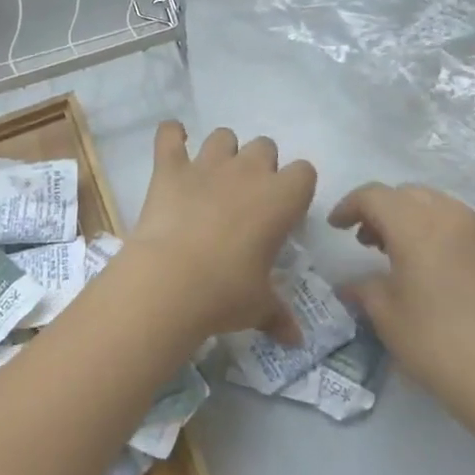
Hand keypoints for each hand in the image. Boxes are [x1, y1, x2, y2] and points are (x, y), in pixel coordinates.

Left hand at [123, 122, 316, 342]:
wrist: (170, 281)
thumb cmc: (226, 293)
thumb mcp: (259, 306)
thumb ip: (278, 315)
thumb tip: (295, 340)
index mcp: (281, 199)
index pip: (304, 172)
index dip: (294, 188)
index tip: (283, 211)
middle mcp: (248, 171)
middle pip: (265, 147)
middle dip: (259, 166)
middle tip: (246, 198)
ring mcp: (207, 165)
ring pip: (223, 136)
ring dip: (222, 151)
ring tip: (212, 176)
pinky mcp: (170, 168)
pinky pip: (169, 134)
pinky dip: (171, 135)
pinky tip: (172, 142)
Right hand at [329, 183, 474, 440]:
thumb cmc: (442, 346)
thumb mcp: (389, 319)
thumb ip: (364, 291)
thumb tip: (351, 285)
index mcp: (417, 225)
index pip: (374, 196)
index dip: (349, 206)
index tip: (335, 227)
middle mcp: (451, 217)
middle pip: (407, 194)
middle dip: (381, 210)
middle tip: (365, 240)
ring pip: (437, 207)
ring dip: (411, 220)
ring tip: (398, 255)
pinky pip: (460, 227)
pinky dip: (437, 234)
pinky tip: (433, 272)